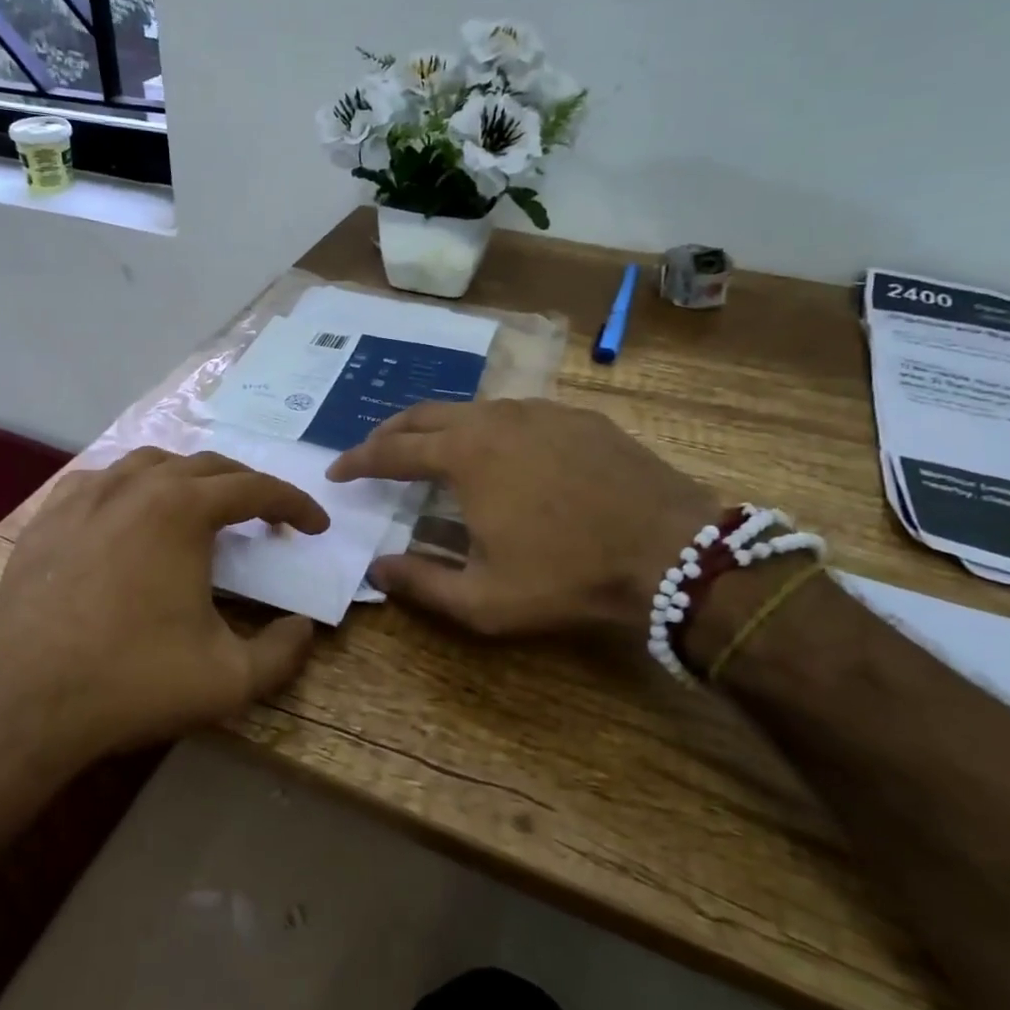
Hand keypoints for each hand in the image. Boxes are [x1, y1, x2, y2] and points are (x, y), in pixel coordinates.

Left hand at [0, 448, 330, 762]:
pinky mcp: (47, 517)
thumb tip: (303, 628)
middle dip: (247, 488)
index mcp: (183, 509)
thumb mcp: (229, 679)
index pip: (255, 488)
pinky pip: (102, 480)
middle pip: (208, 467)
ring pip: (152, 463)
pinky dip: (133, 488)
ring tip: (204, 510)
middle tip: (267, 520)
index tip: (315, 526)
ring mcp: (85, 496)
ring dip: (190, 479)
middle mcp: (136, 485)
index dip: (294, 504)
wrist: (20, 705)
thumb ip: (283, 653)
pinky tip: (131, 515)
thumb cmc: (131, 682)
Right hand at [327, 399, 720, 637]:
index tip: (336, 471)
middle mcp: (497, 419)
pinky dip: (489, 429)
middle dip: (391, 431)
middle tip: (372, 451)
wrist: (673, 552)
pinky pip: (517, 415)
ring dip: (440, 428)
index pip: (392, 450)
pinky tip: (500, 453)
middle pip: (426, 414)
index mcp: (465, 454)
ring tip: (431, 451)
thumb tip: (376, 570)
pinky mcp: (579, 418)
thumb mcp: (483, 600)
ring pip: (474, 409)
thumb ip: (421, 583)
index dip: (358, 460)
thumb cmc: (568, 576)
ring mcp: (542, 412)